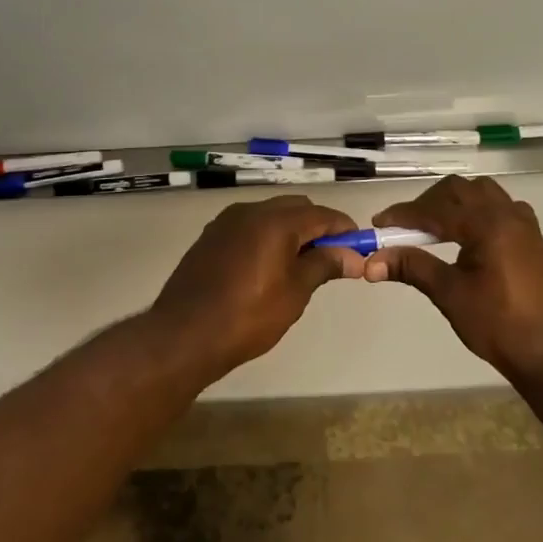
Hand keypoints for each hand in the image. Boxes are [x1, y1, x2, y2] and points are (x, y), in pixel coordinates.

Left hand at [149, 195, 363, 378]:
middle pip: (296, 208)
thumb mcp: (294, 293)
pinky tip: (267, 266)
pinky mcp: (211, 236)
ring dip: (291, 230)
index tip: (358, 248)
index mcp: (275, 220)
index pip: (322, 214)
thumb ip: (324, 265)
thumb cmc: (247, 316)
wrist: (184, 334)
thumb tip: (353, 256)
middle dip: (317, 227)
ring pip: (270, 214)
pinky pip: (249, 226)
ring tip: (300, 265)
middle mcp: (251, 211)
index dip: (344, 229)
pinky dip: (266, 236)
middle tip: (331, 259)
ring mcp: (227, 221)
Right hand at [365, 175, 542, 380]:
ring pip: (482, 192)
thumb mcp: (451, 295)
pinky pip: (501, 207)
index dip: (403, 215)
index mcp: (486, 224)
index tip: (378, 225)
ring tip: (435, 228)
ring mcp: (524, 224)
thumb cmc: (500, 325)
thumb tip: (372, 261)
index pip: (435, 209)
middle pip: (458, 190)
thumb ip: (413, 268)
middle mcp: (507, 214)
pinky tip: (470, 235)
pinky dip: (478, 210)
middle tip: (405, 227)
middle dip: (427, 203)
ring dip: (454, 202)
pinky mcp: (533, 238)